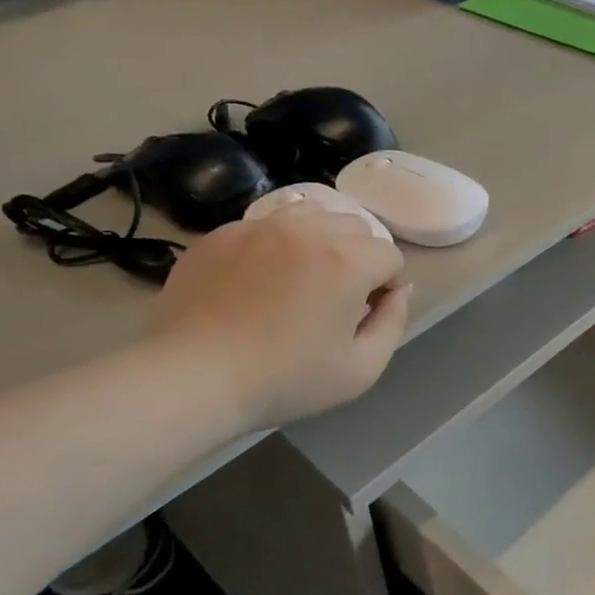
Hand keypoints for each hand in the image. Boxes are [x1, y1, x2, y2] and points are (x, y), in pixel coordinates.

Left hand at [146, 209, 408, 427]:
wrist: (193, 377)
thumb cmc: (285, 380)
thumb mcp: (362, 369)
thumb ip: (394, 321)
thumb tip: (401, 289)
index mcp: (348, 260)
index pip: (390, 255)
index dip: (386, 286)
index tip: (364, 315)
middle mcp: (309, 230)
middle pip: (355, 227)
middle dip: (357, 258)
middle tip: (335, 298)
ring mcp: (261, 227)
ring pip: (312, 214)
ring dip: (320, 240)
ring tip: (301, 278)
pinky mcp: (223, 233)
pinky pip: (266, 225)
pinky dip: (277, 245)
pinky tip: (259, 281)